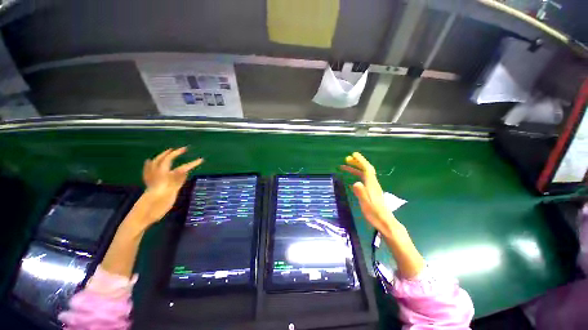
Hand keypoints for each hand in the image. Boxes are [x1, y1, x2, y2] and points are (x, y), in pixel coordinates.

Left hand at [139, 147, 202, 224]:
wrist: (141, 217)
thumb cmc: (155, 208)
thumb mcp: (169, 195)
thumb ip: (176, 182)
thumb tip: (185, 169)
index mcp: (164, 179)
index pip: (181, 168)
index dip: (191, 164)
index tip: (201, 160)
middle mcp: (158, 177)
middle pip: (166, 161)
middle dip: (174, 153)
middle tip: (183, 149)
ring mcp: (153, 180)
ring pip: (156, 164)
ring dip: (163, 156)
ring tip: (169, 151)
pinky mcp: (150, 185)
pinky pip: (149, 171)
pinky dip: (149, 165)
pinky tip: (149, 161)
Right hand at [340, 152, 399, 237]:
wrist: (385, 222)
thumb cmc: (375, 214)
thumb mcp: (366, 204)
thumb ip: (361, 193)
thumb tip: (355, 182)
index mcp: (372, 185)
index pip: (367, 169)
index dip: (361, 161)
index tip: (353, 155)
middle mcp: (373, 183)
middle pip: (365, 169)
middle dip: (356, 163)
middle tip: (346, 160)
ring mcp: (373, 187)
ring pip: (364, 174)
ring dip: (355, 169)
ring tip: (345, 167)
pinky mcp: (372, 191)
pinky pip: (363, 179)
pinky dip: (357, 175)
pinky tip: (352, 179)